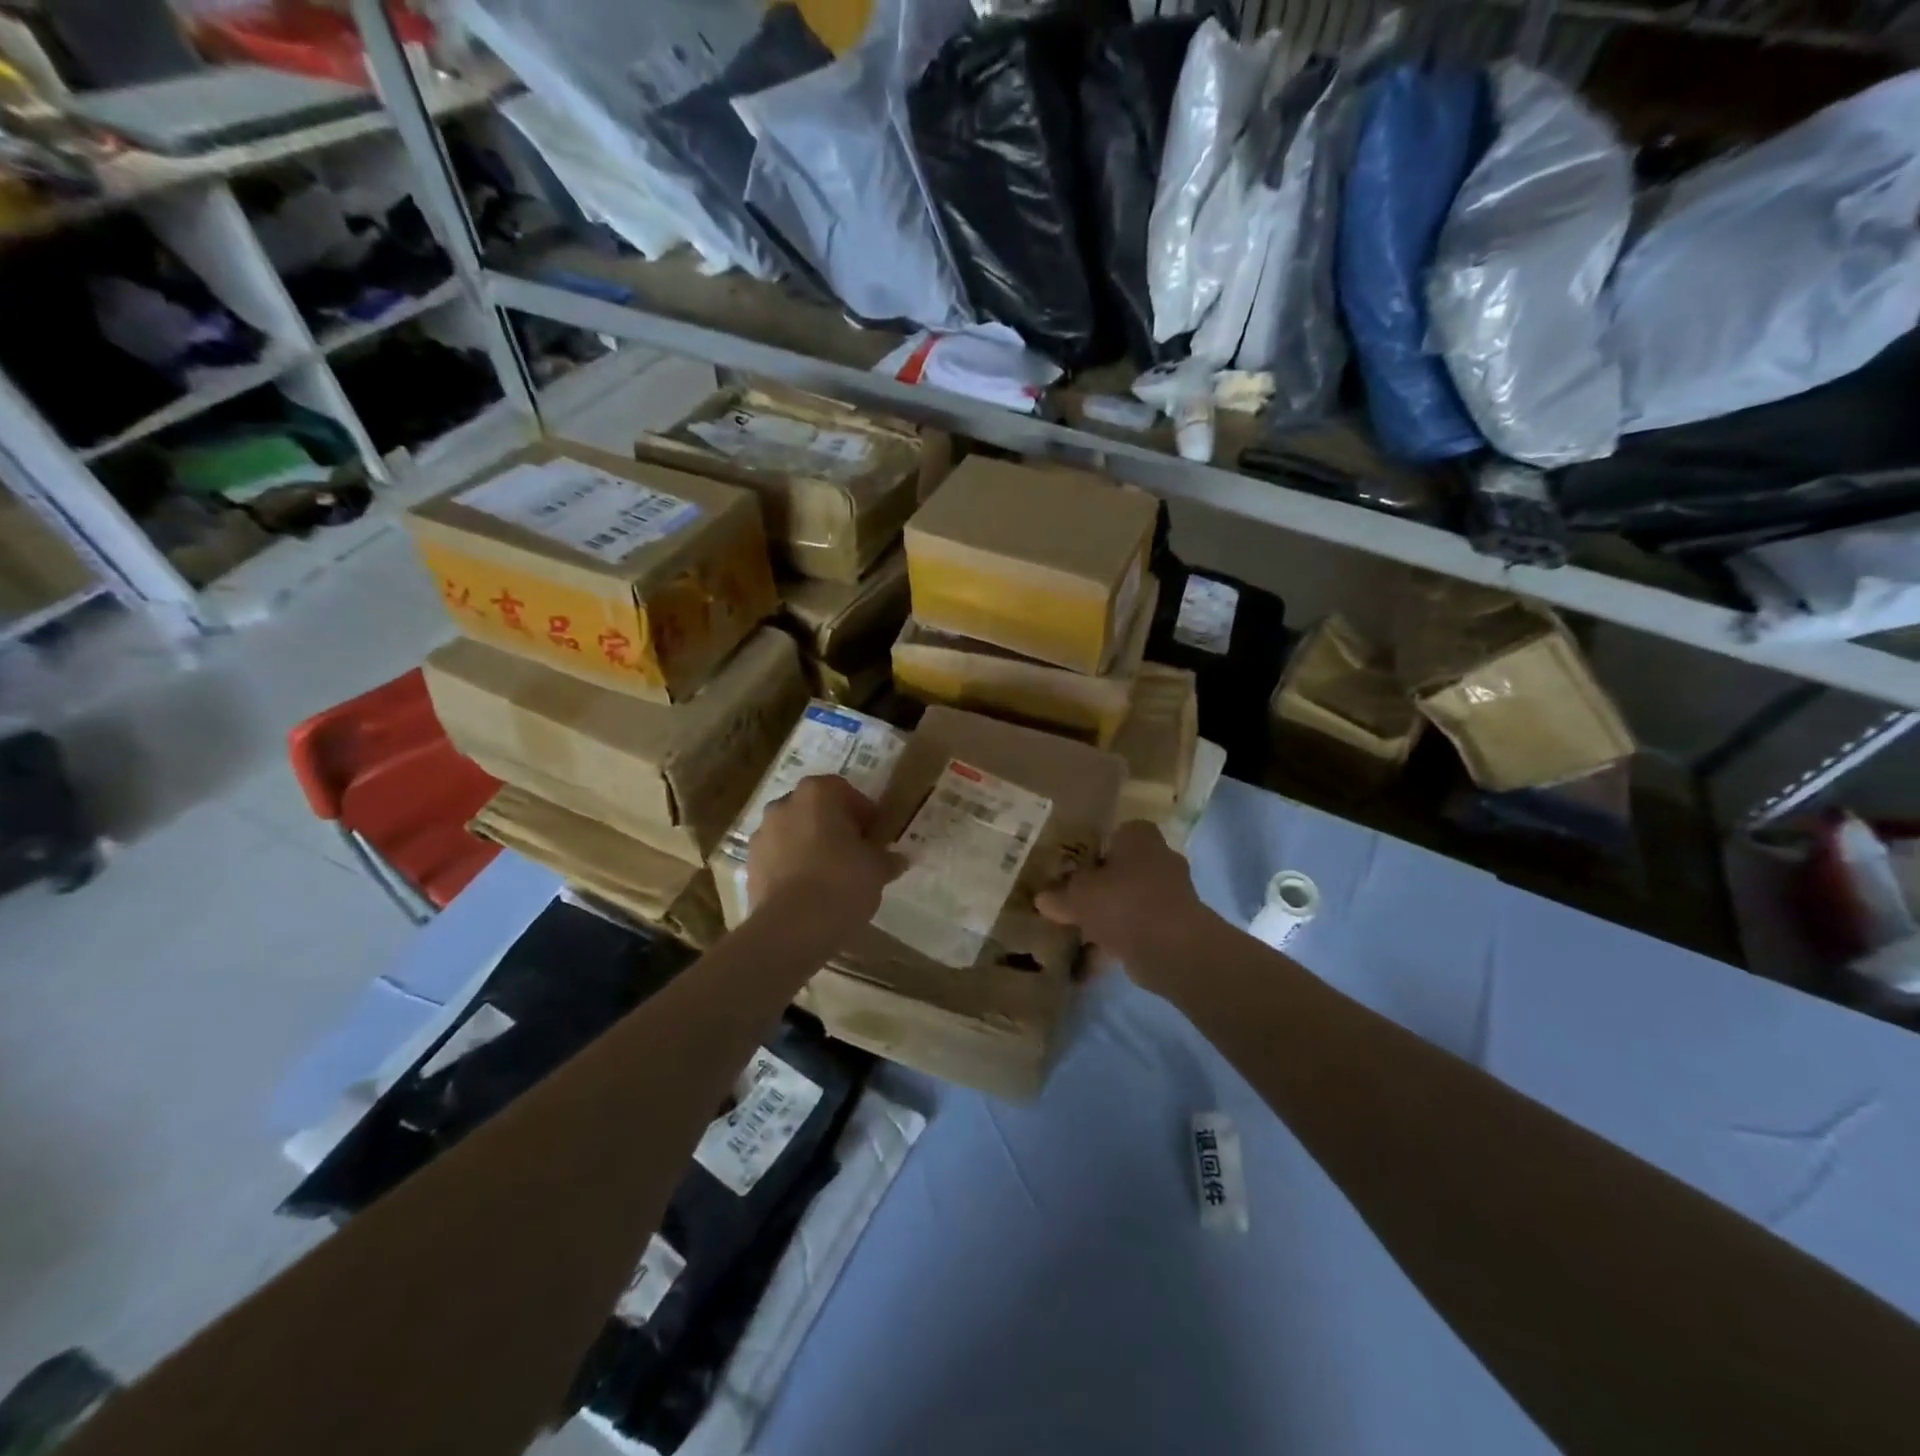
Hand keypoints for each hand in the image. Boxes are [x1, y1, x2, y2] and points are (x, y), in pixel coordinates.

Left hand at [747, 775, 903, 931]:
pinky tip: (810, 892)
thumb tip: (897, 859)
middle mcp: (783, 804)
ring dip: (810, 846)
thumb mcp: (877, 868)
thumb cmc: (842, 882)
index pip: (844, 790)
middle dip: (834, 827)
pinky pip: (778, 858)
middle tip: (854, 853)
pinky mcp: (750, 865)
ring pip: (794, 833)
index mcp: (817, 793)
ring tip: (831, 876)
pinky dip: (792, 867)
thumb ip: (886, 858)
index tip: (874, 836)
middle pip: (815, 809)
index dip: (863, 812)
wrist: (791, 928)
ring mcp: (762, 834)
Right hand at [1036, 821, 1213, 994]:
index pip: (1116, 833)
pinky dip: (1118, 941)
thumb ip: (1059, 896)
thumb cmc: (1122, 902)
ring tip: (1077, 934)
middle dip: (1100, 886)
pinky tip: (1092, 961)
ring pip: (1130, 901)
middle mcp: (1160, 858)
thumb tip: (1041, 899)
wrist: (1171, 947)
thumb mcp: (1078, 896)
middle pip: (1123, 869)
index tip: (1074, 868)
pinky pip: (1138, 929)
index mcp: (1139, 837)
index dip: (1094, 850)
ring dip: (1109, 916)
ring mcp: (1171, 894)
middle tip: (1071, 900)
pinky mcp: (1175, 927)